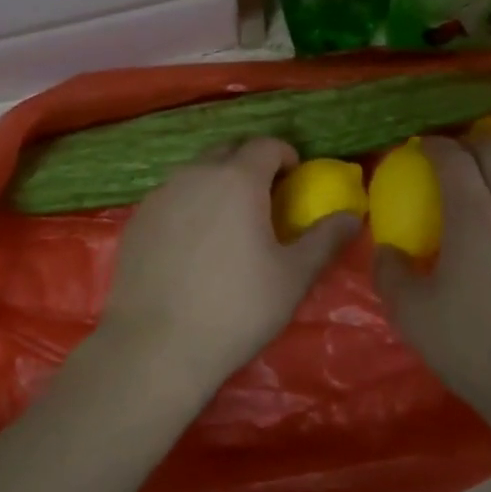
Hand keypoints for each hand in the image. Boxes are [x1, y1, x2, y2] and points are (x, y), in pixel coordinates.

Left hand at [96, 137, 359, 394]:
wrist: (156, 347)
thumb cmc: (236, 308)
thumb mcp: (293, 276)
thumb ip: (325, 239)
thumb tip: (353, 216)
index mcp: (237, 179)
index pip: (266, 145)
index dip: (285, 156)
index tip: (294, 179)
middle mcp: (196, 174)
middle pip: (228, 151)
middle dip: (250, 163)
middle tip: (265, 197)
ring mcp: (161, 195)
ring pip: (196, 172)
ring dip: (218, 182)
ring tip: (229, 220)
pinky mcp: (137, 220)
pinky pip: (171, 197)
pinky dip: (189, 205)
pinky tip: (193, 243)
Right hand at [373, 135, 490, 429]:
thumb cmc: (475, 346)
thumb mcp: (413, 314)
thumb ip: (391, 272)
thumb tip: (388, 250)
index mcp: (474, 213)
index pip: (453, 157)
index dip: (433, 145)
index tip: (419, 146)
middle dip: (469, 141)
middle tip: (449, 154)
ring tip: (480, 180)